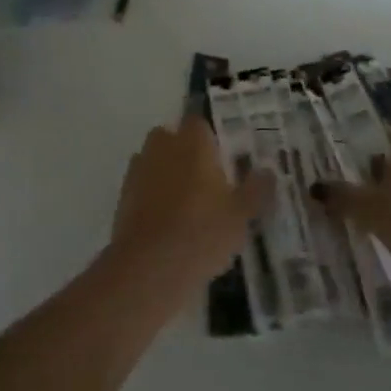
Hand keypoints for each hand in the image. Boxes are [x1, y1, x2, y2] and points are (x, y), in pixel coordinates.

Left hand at [110, 116, 273, 288]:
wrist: (149, 267)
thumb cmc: (202, 232)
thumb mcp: (241, 215)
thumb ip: (256, 189)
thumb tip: (268, 171)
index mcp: (192, 142)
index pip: (199, 122)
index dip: (209, 138)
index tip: (222, 158)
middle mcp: (162, 146)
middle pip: (172, 137)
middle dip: (185, 152)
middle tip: (205, 180)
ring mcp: (138, 169)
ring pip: (154, 160)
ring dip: (166, 172)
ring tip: (186, 204)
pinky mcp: (123, 195)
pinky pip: (142, 185)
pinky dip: (152, 195)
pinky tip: (166, 222)